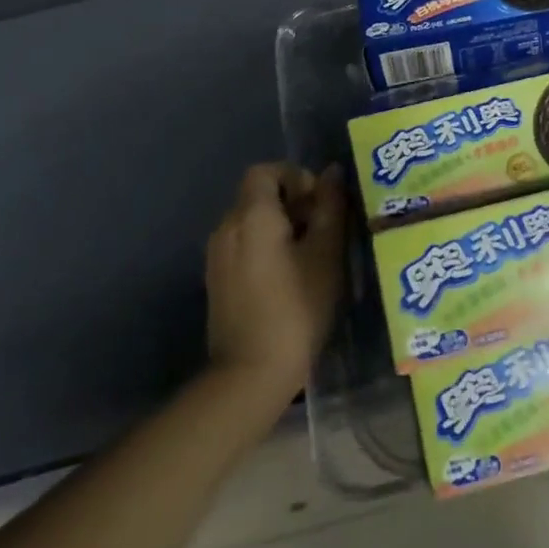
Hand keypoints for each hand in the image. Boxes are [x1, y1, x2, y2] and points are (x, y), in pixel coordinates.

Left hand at [205, 163, 346, 410]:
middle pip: (258, 194)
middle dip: (292, 202)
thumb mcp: (326, 255)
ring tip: (309, 256)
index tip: (319, 205)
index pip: (267, 170)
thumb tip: (332, 172)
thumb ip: (330, 207)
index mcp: (251, 215)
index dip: (296, 177)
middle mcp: (227, 226)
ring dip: (280, 225)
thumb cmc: (296, 309)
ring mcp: (217, 255)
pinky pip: (242, 244)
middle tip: (322, 231)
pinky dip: (265, 246)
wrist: (249, 376)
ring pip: (250, 220)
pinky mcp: (216, 280)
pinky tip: (288, 277)